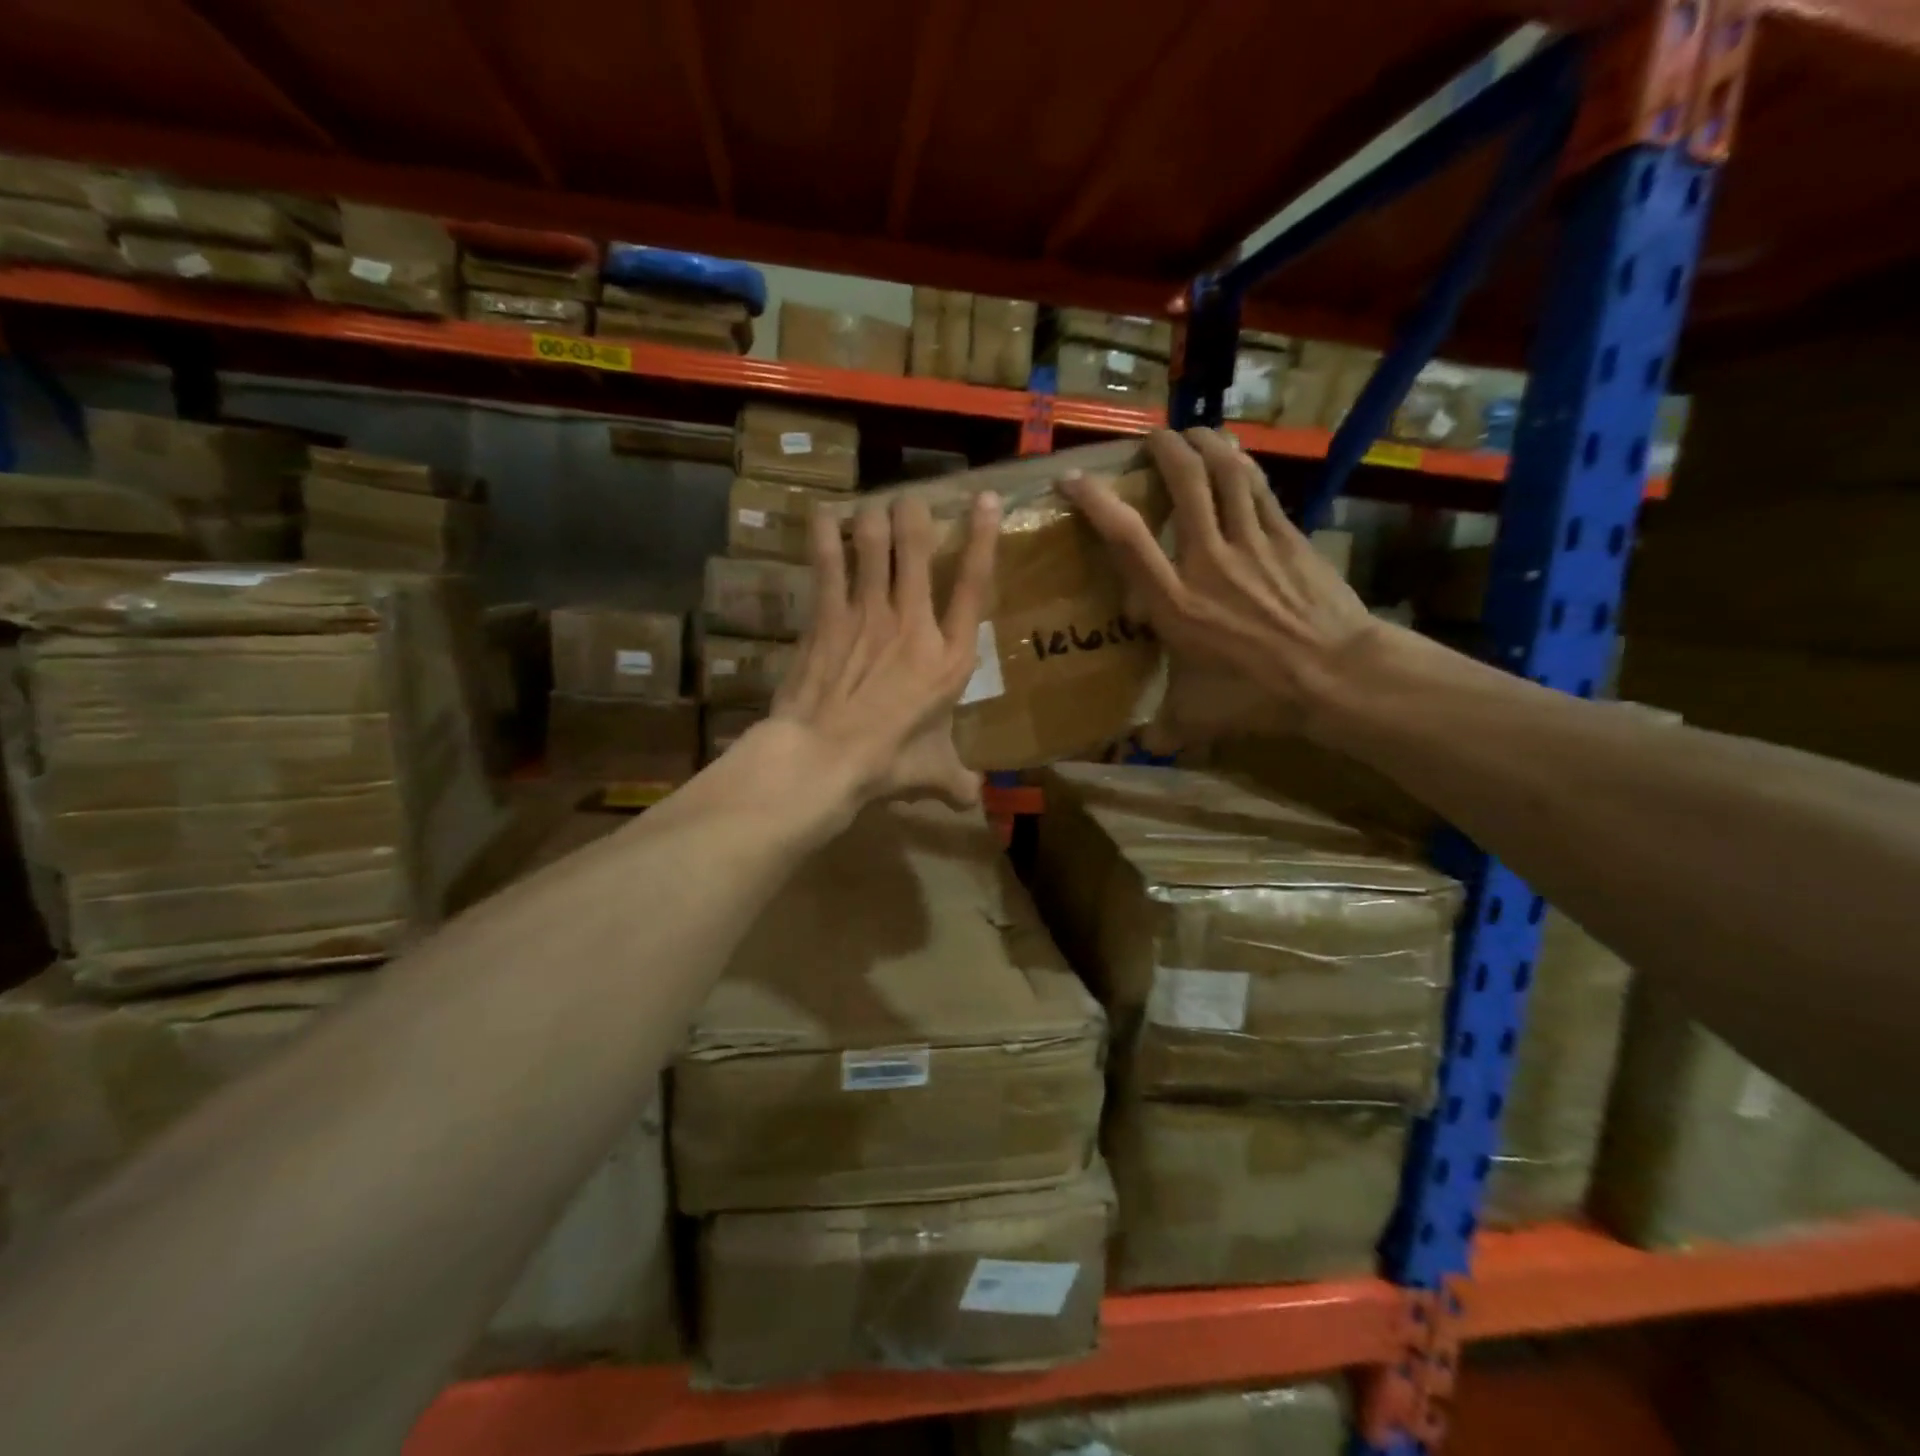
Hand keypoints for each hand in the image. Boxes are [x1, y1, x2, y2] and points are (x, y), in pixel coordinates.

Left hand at [768, 490, 999, 808]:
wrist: (824, 758)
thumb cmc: (887, 764)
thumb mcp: (933, 775)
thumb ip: (957, 782)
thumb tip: (974, 802)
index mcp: (948, 659)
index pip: (974, 587)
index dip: (982, 540)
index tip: (985, 500)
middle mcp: (913, 624)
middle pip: (917, 552)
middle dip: (915, 517)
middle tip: (911, 499)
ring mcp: (867, 615)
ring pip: (873, 548)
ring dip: (873, 520)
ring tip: (871, 506)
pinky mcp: (827, 618)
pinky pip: (828, 566)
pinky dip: (825, 538)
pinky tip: (824, 516)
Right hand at [1060, 427, 1372, 746]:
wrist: (1336, 677)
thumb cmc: (1256, 696)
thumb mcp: (1196, 718)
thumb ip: (1163, 729)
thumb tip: (1141, 749)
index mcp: (1174, 602)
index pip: (1126, 538)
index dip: (1096, 501)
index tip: (1072, 478)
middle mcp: (1207, 560)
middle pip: (1184, 485)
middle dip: (1164, 451)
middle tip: (1151, 438)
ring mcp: (1252, 543)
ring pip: (1226, 475)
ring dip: (1206, 445)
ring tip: (1192, 433)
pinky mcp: (1288, 538)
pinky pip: (1261, 489)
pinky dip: (1244, 466)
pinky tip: (1237, 455)